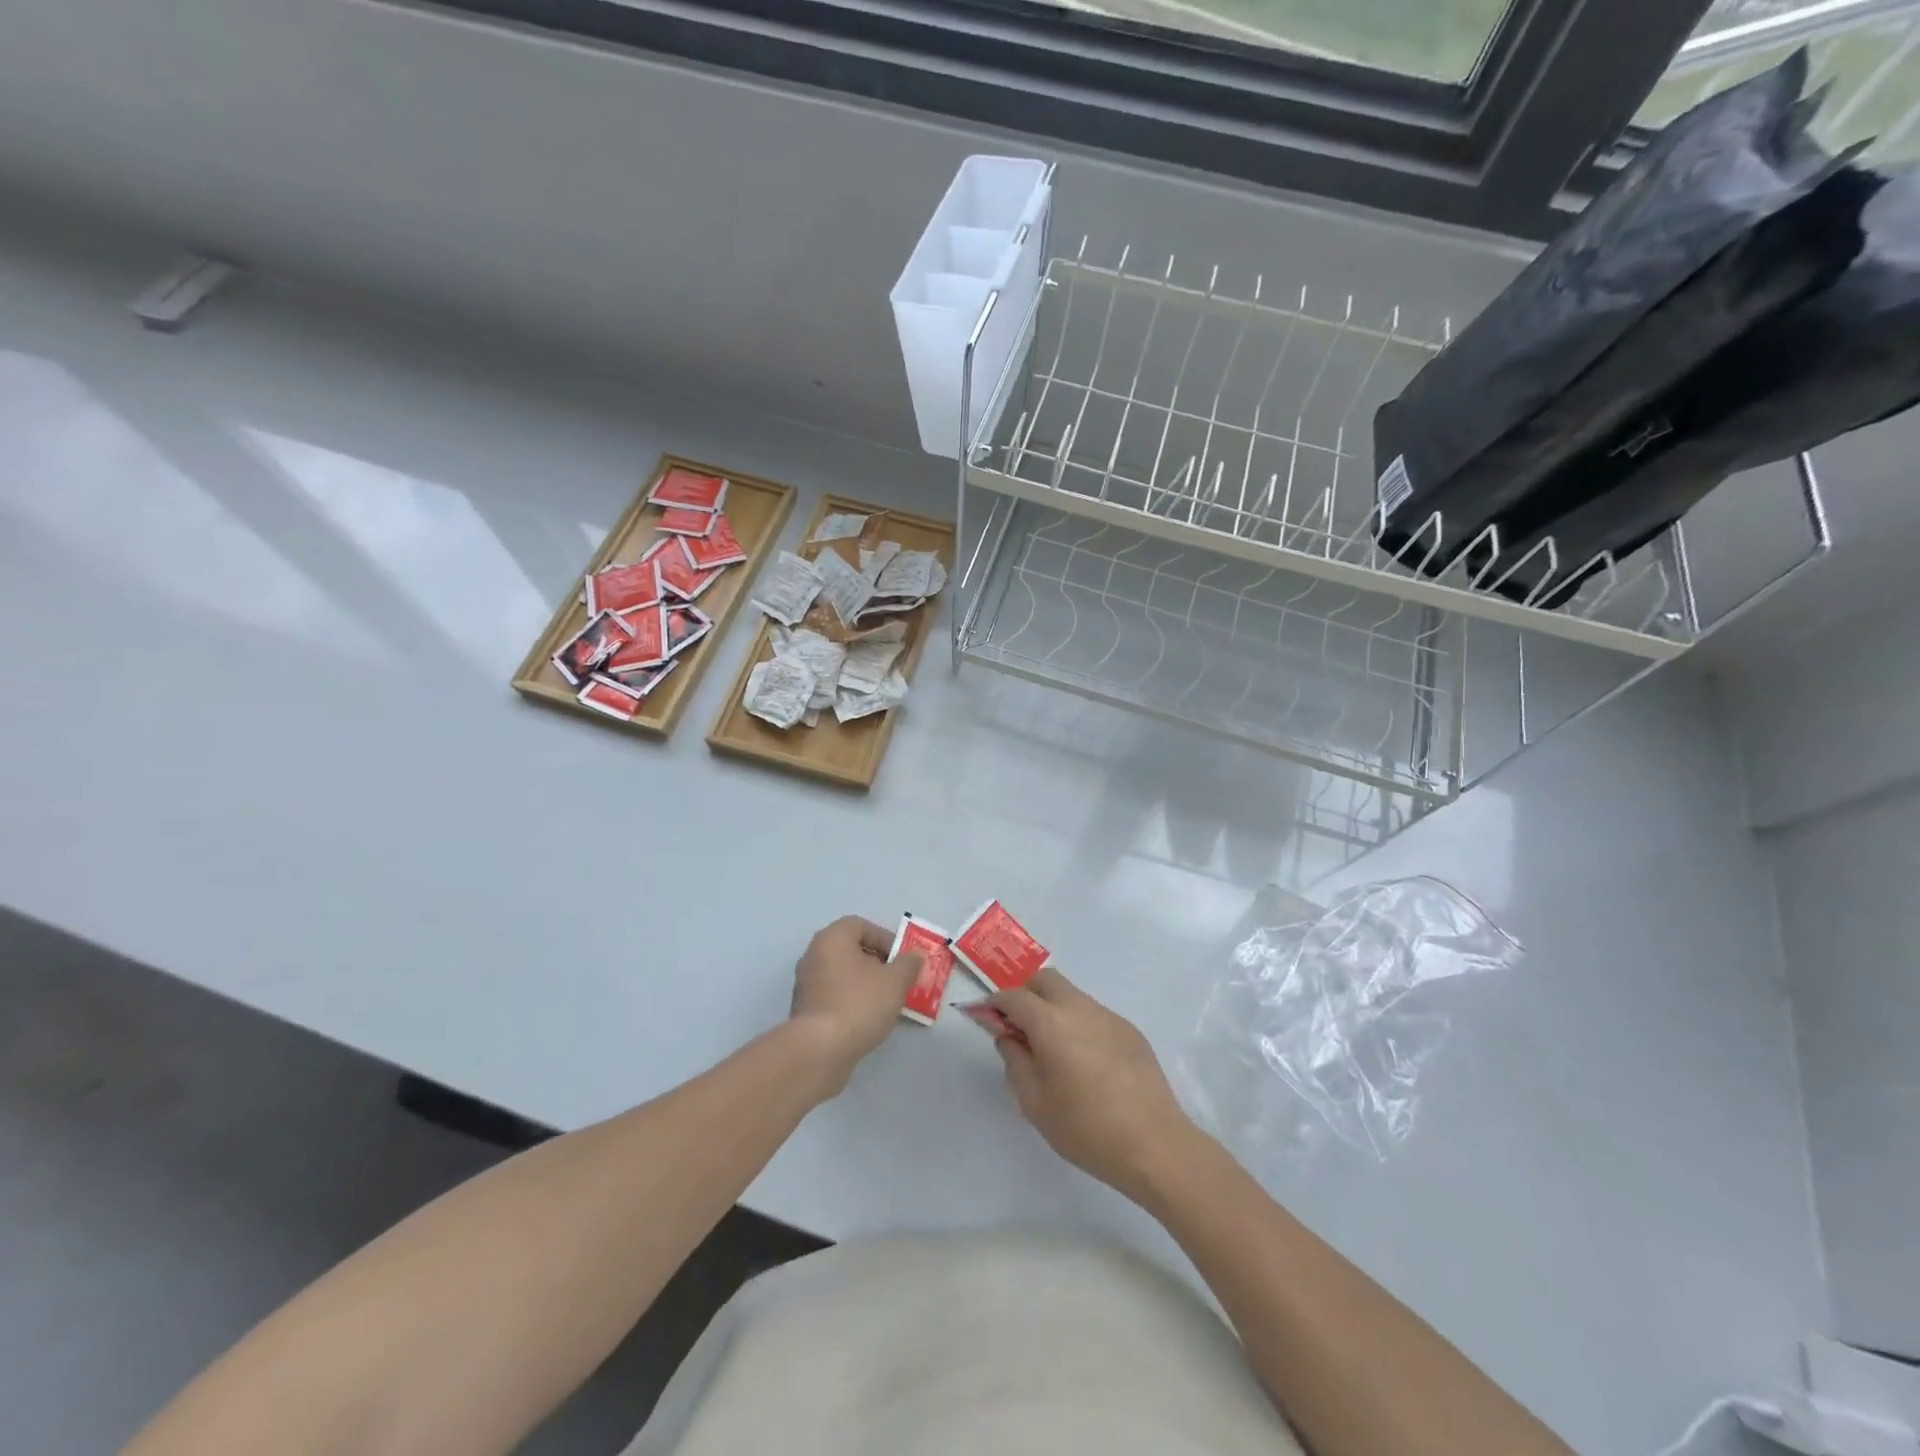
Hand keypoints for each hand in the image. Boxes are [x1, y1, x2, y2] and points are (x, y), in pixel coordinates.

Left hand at [787, 916, 920, 1093]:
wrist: (819, 1050)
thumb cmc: (859, 1003)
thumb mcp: (895, 981)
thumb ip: (908, 964)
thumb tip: (914, 956)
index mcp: (832, 938)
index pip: (861, 926)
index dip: (885, 938)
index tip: (901, 959)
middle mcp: (814, 955)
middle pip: (851, 950)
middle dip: (878, 963)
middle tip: (898, 980)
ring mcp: (806, 984)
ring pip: (843, 975)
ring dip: (866, 985)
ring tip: (887, 1003)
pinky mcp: (805, 1011)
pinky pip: (834, 997)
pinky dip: (852, 1002)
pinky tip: (868, 1020)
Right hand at [986, 968, 1195, 1203]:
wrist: (1155, 1145)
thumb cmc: (1087, 1129)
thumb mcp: (1035, 1103)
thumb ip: (1015, 1061)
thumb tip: (1008, 1036)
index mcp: (1051, 1023)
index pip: (1015, 996)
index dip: (995, 1002)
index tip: (985, 1017)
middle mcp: (1080, 1008)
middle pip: (1045, 979)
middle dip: (1024, 992)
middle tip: (1015, 1024)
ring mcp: (1108, 1016)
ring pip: (1071, 994)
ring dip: (1051, 1006)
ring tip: (1049, 1045)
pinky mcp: (1129, 1030)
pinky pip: (1093, 1013)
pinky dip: (1077, 1021)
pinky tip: (1083, 1059)